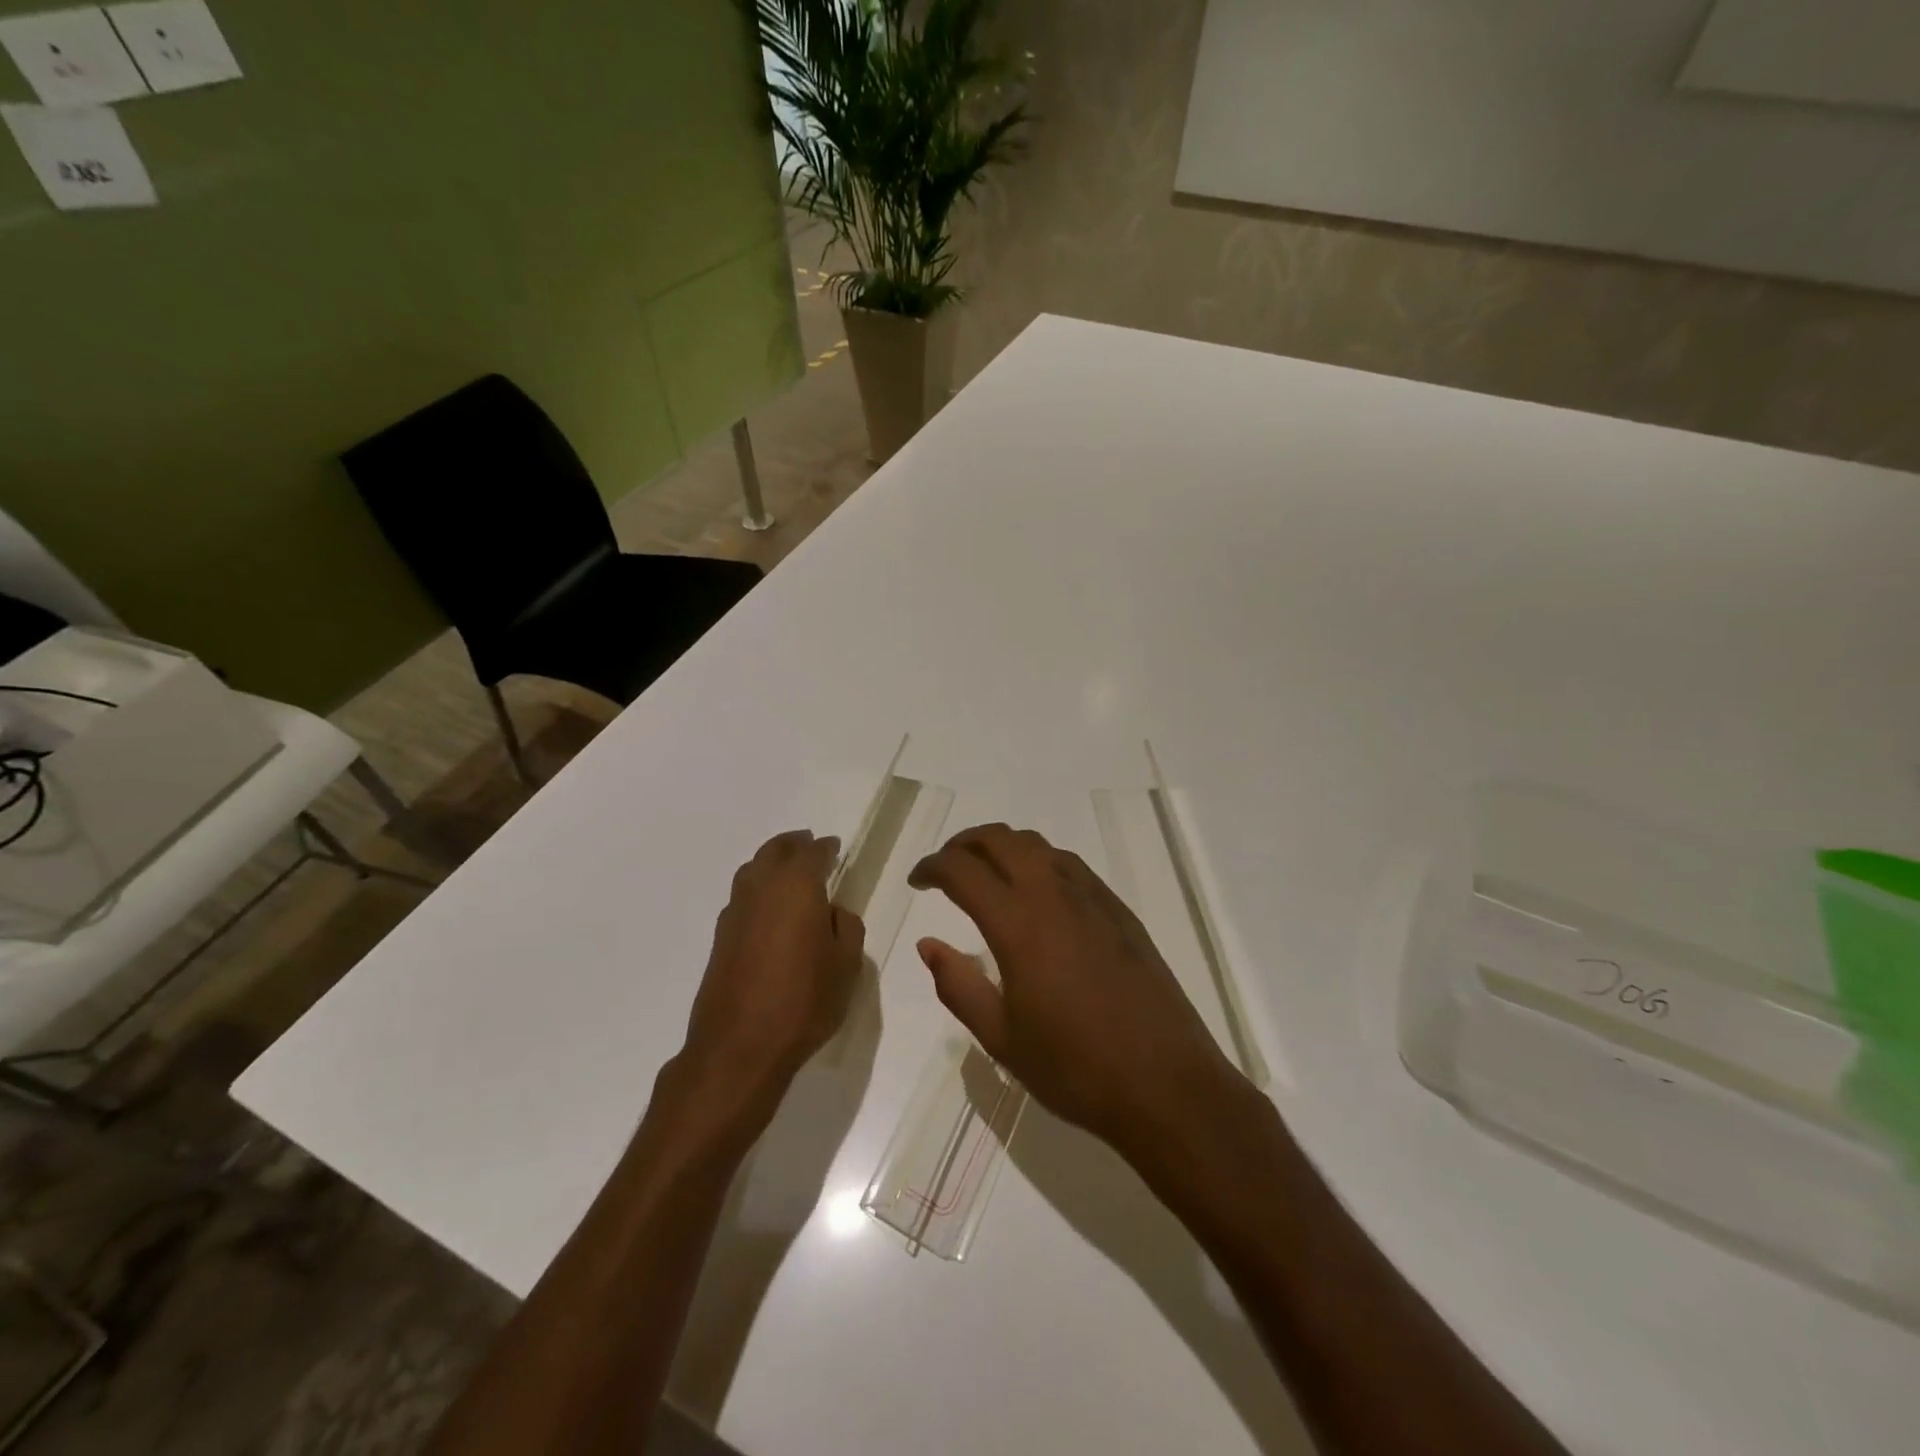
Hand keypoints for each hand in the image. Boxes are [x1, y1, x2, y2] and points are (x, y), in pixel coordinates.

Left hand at [681, 830, 865, 1107]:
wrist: (740, 1046)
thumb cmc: (804, 1001)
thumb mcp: (847, 965)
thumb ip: (846, 928)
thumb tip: (833, 912)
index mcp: (796, 886)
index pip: (812, 853)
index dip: (826, 848)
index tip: (834, 847)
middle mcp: (761, 888)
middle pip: (774, 851)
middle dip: (793, 845)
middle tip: (810, 846)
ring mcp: (735, 912)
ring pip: (752, 871)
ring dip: (771, 864)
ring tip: (789, 874)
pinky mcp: (720, 938)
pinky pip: (743, 897)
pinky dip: (758, 891)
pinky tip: (770, 910)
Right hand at [909, 823, 1240, 1157]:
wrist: (1166, 1084)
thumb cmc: (1075, 1069)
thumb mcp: (1002, 1038)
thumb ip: (958, 985)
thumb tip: (927, 945)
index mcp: (1019, 925)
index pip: (963, 870)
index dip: (932, 867)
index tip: (917, 882)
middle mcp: (1054, 896)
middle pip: (1001, 840)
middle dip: (965, 843)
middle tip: (945, 867)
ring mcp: (1093, 898)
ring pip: (1038, 845)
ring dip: (1003, 846)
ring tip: (986, 873)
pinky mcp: (1119, 910)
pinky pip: (1069, 865)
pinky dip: (1039, 861)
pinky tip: (1036, 892)